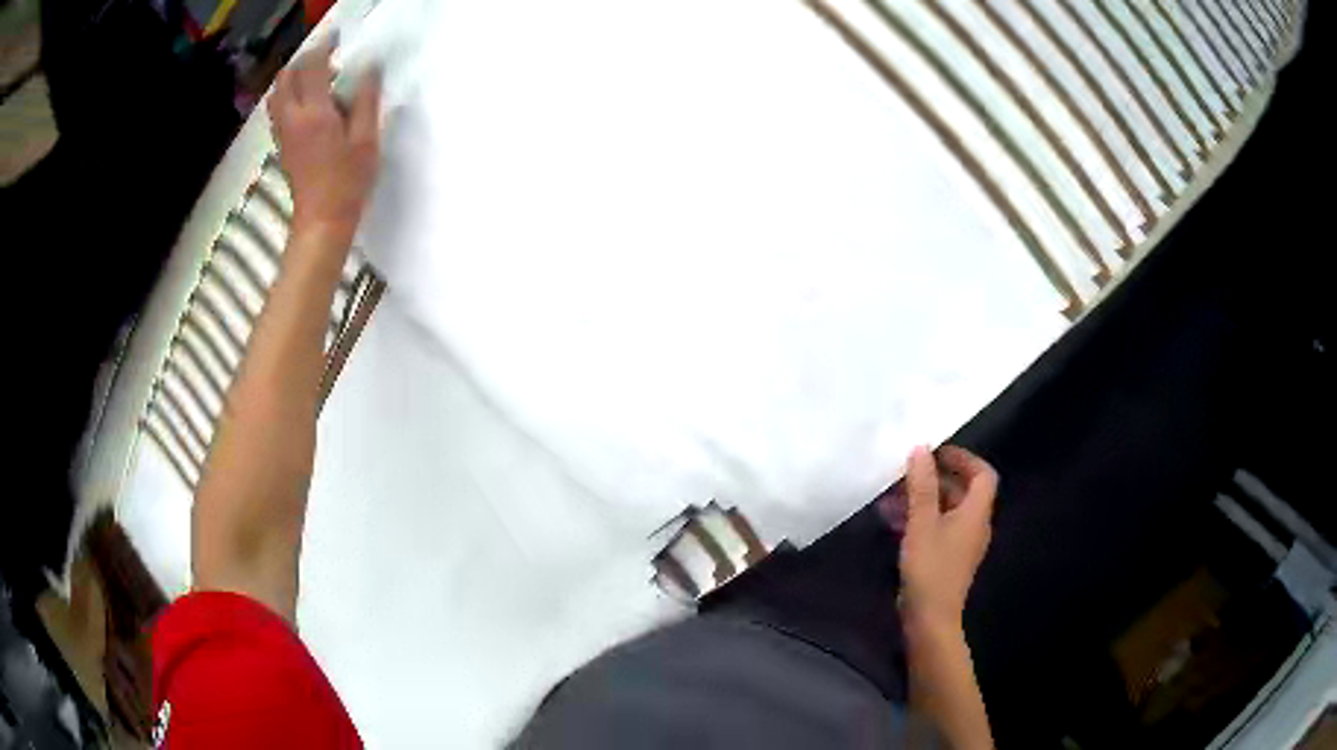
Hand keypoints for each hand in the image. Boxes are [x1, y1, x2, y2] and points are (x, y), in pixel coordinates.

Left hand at [269, 40, 381, 244]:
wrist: (322, 222)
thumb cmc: (348, 182)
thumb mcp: (366, 139)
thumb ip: (366, 100)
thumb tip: (370, 69)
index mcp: (315, 114)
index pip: (313, 68)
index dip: (323, 47)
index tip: (335, 38)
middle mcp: (293, 118)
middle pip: (286, 77)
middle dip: (303, 61)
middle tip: (325, 60)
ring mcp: (283, 133)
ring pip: (277, 94)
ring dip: (292, 79)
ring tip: (315, 79)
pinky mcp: (281, 145)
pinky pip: (277, 110)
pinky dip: (288, 96)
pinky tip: (307, 102)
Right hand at [894, 445, 997, 632]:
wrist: (930, 619)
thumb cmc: (931, 568)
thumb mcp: (922, 523)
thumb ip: (922, 486)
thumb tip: (921, 449)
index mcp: (976, 513)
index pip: (983, 474)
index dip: (963, 458)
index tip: (936, 452)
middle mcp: (974, 525)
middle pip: (962, 491)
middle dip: (934, 479)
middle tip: (906, 472)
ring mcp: (961, 544)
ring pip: (945, 510)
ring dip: (922, 499)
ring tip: (890, 497)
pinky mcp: (946, 559)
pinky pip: (937, 528)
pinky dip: (919, 519)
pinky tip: (892, 521)